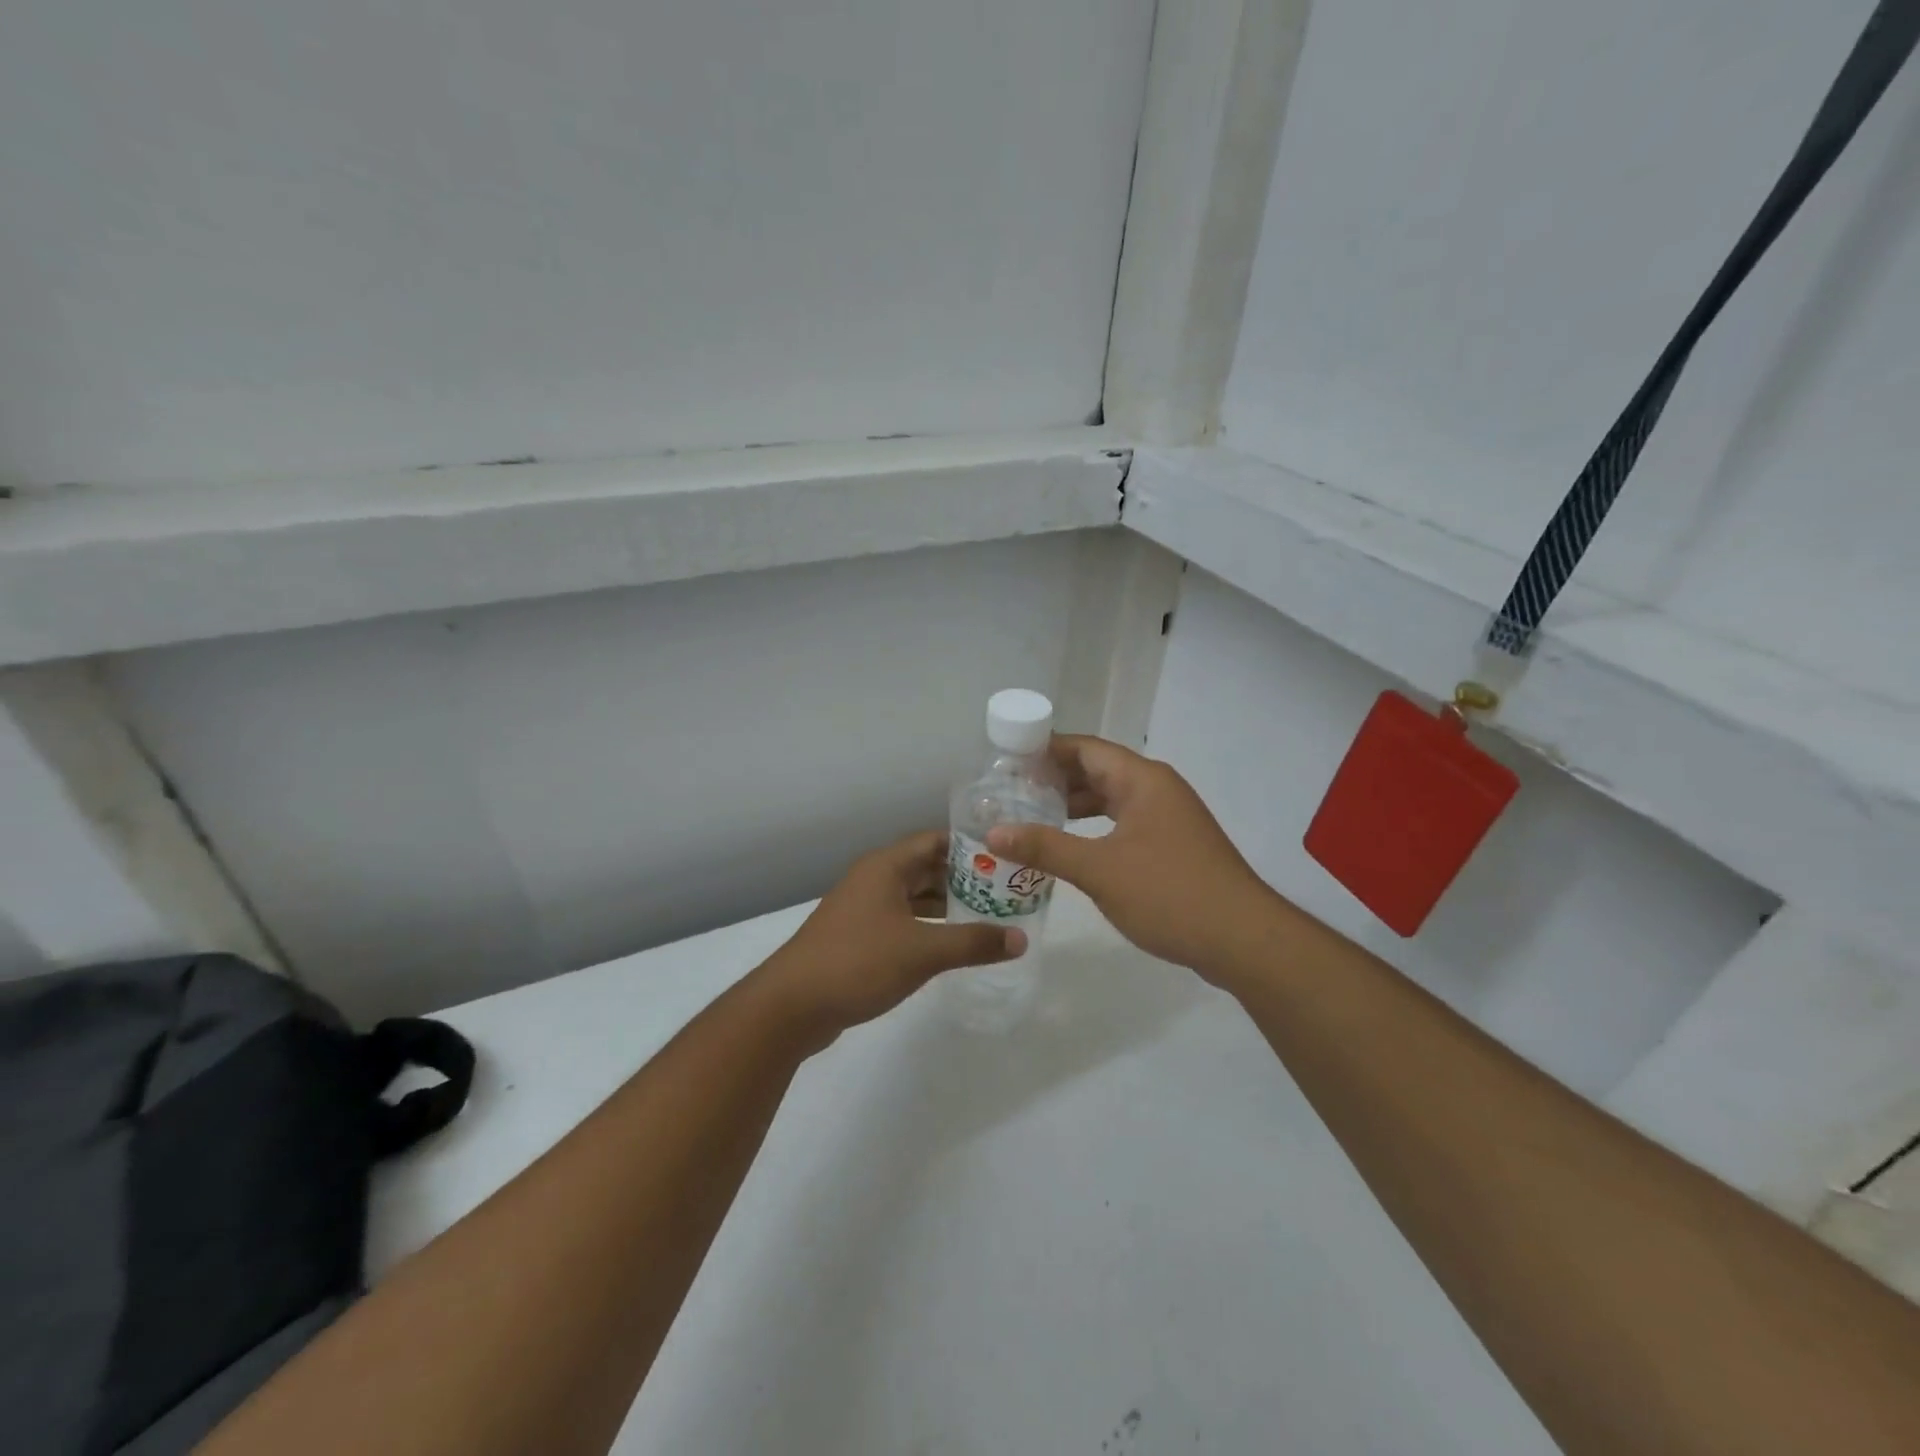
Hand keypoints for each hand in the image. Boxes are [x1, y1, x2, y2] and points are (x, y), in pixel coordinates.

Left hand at [757, 830, 1024, 1046]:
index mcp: (885, 867)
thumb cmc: (858, 962)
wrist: (791, 1006)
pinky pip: (902, 922)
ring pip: (914, 897)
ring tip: (988, 916)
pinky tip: (950, 945)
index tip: (1005, 856)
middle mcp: (873, 880)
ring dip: (946, 905)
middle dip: (964, 878)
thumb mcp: (922, 952)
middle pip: (926, 868)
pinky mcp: (857, 938)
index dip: (970, 846)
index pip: (935, 841)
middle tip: (1006, 890)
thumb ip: (973, 943)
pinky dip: (927, 927)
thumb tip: (1020, 938)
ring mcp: (863, 910)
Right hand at [985, 736, 1274, 978]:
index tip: (1006, 760)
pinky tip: (1071, 848)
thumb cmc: (1169, 894)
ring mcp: (1168, 818)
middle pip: (1098, 771)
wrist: (1243, 940)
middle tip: (1010, 792)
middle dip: (1054, 779)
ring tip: (1030, 817)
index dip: (1045, 750)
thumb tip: (994, 832)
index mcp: (1142, 780)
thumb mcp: (1099, 870)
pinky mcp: (1172, 846)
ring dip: (1073, 806)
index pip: (1086, 748)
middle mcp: (1156, 789)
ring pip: (1111, 800)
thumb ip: (1045, 848)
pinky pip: (1123, 824)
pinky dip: (1094, 829)